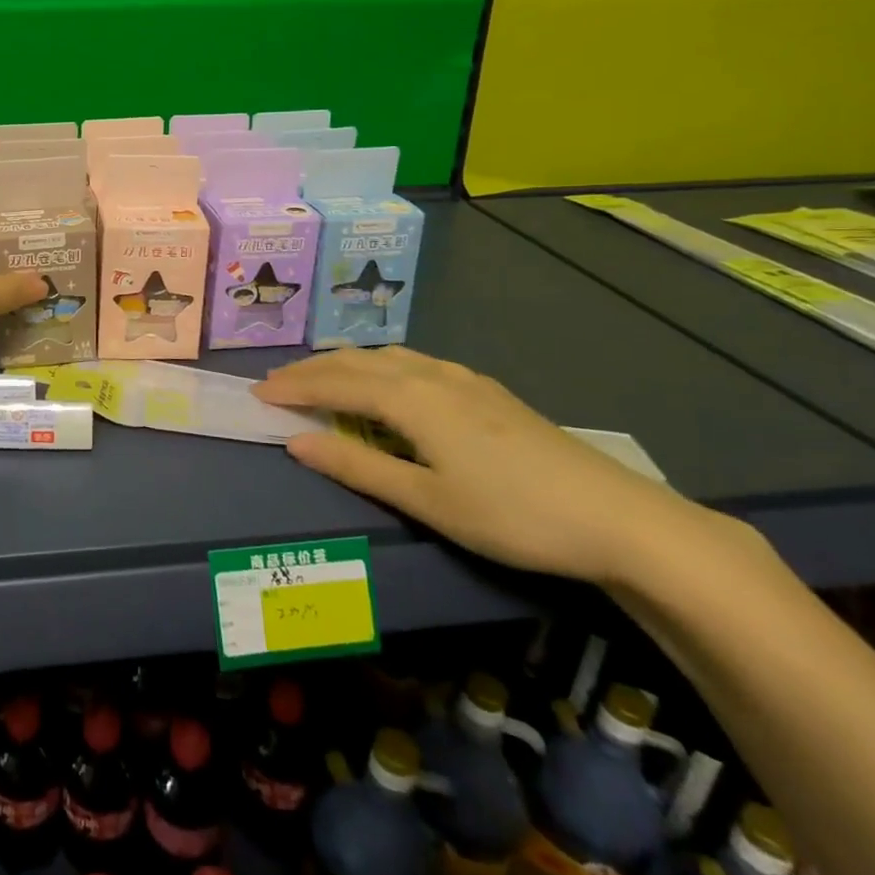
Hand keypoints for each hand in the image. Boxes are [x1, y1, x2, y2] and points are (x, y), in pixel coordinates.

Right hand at [255, 348, 712, 585]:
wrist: (618, 517)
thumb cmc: (512, 515)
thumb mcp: (428, 501)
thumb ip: (358, 467)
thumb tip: (296, 442)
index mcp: (410, 399)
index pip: (335, 383)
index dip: (293, 386)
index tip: (257, 393)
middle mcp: (430, 375)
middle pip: (356, 361)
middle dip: (311, 370)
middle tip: (276, 384)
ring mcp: (462, 378)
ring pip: (386, 357)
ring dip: (345, 364)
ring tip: (321, 379)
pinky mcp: (485, 389)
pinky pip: (413, 362)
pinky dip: (379, 366)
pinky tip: (388, 382)